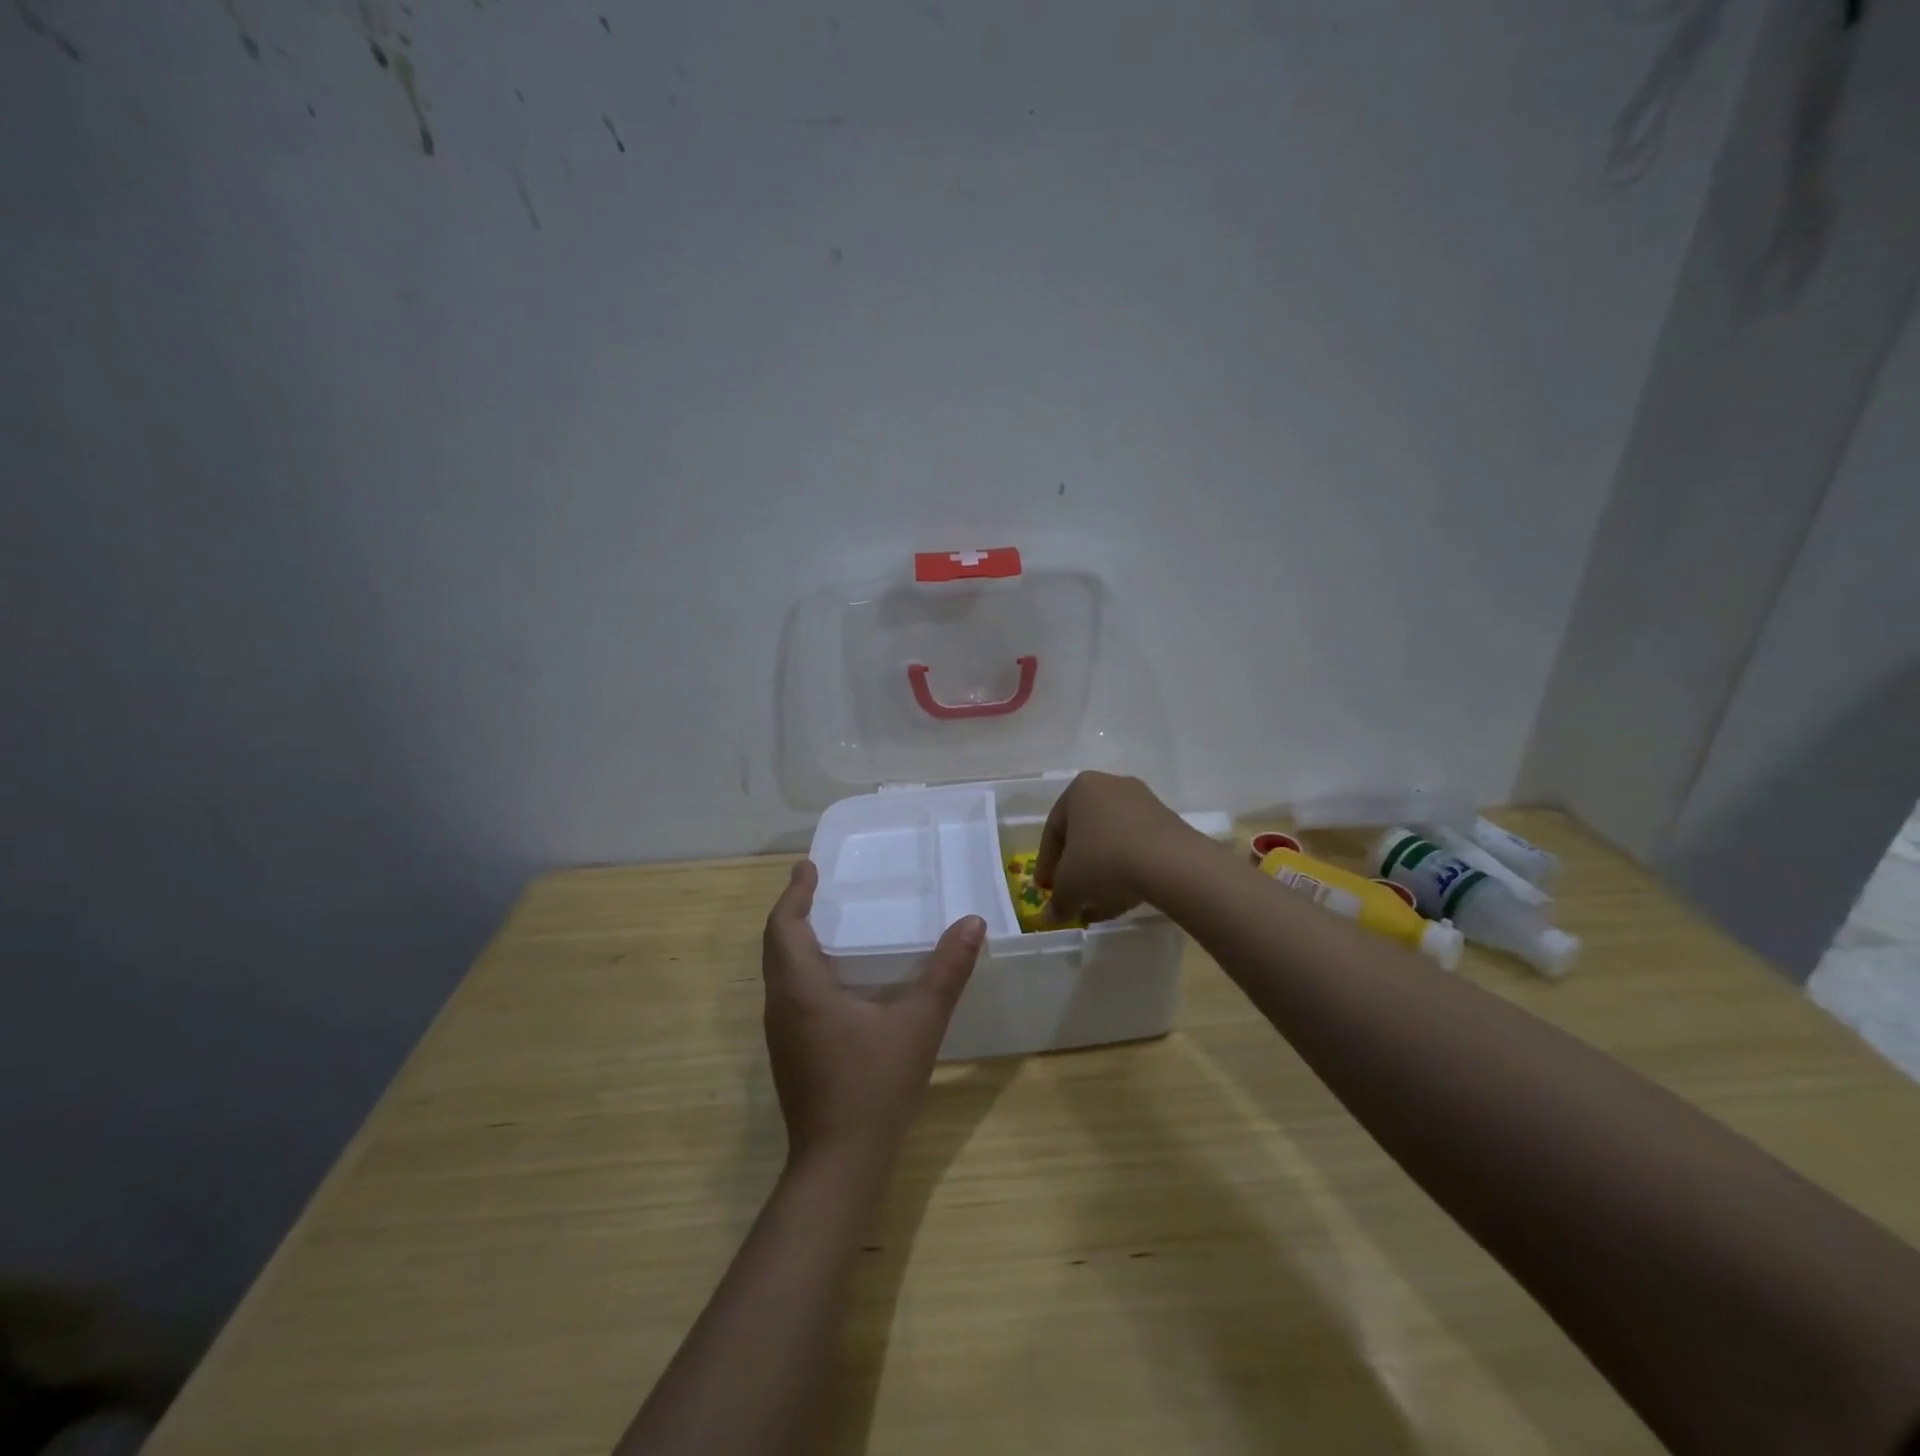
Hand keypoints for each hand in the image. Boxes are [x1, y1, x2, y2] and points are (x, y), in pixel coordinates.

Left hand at [762, 861, 983, 1167]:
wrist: (839, 1163)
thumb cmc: (874, 1086)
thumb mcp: (918, 1023)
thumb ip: (946, 972)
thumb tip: (973, 923)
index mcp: (801, 989)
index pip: (783, 927)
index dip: (794, 894)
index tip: (807, 867)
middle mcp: (781, 1006)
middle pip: (775, 946)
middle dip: (792, 911)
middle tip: (816, 886)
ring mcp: (781, 1034)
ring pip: (778, 972)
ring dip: (794, 941)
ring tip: (825, 921)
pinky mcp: (789, 1054)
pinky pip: (788, 994)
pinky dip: (802, 968)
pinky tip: (835, 978)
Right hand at [1035, 771, 1200, 922]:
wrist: (1170, 862)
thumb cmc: (1104, 862)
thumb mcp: (1069, 887)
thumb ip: (1056, 901)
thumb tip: (1050, 916)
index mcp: (1080, 789)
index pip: (1054, 830)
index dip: (1047, 864)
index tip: (1046, 889)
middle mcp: (1111, 786)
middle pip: (1085, 834)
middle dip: (1077, 868)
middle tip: (1073, 895)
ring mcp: (1143, 801)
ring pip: (1112, 841)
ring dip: (1102, 873)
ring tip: (1100, 904)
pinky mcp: (1168, 821)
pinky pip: (1137, 846)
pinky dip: (1127, 870)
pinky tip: (1125, 897)